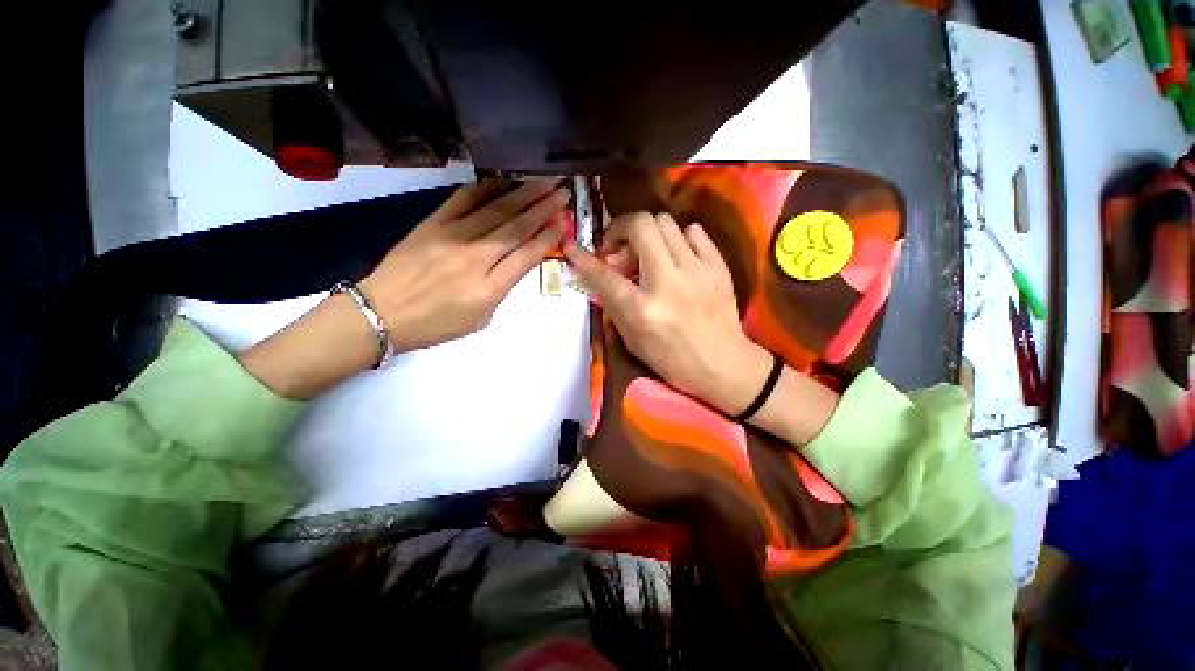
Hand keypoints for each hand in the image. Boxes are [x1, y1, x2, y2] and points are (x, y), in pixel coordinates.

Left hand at [362, 180, 569, 352]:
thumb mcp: (481, 318)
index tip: (564, 222)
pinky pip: (463, 199)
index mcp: (489, 289)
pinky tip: (504, 181)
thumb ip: (502, 288)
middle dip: (544, 208)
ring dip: (523, 194)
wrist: (382, 312)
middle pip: (516, 227)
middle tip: (563, 192)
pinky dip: (486, 188)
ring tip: (544, 181)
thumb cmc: (437, 324)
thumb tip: (517, 260)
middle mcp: (475, 258)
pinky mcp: (432, 223)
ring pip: (495, 210)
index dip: (548, 237)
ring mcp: (452, 237)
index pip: (527, 256)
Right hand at [564, 212, 772, 415]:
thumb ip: (614, 305)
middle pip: (640, 226)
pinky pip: (694, 231)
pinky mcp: (718, 267)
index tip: (573, 248)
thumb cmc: (673, 360)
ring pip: (666, 222)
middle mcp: (667, 282)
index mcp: (642, 309)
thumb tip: (600, 276)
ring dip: (648, 234)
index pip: (604, 274)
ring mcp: (697, 270)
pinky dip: (678, 238)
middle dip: (620, 229)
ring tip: (648, 254)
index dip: (583, 259)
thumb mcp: (633, 341)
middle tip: (618, 249)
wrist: (724, 365)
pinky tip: (676, 256)